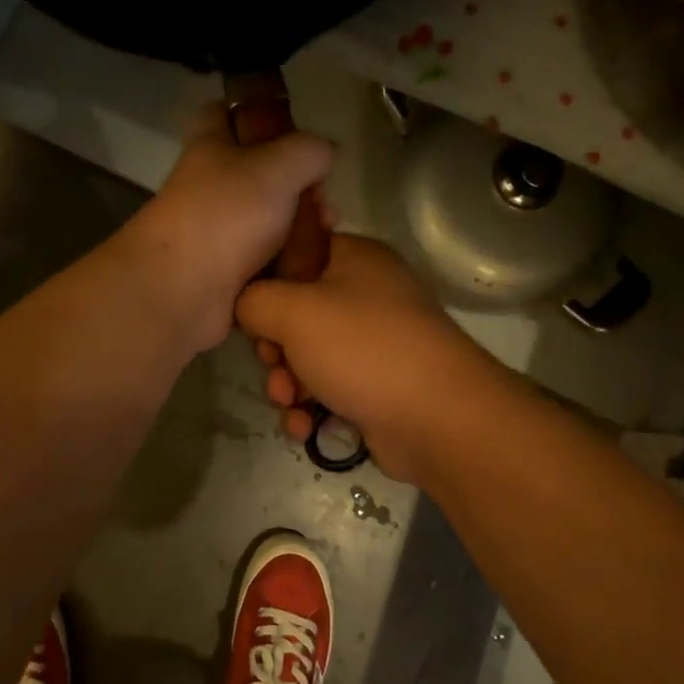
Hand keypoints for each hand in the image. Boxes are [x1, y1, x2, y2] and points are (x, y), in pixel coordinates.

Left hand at [114, 103, 333, 353]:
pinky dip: (289, 263)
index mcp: (211, 147)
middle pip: (261, 175)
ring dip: (301, 228)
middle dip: (300, 186)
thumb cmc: (227, 214)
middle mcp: (211, 187)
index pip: (227, 113)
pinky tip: (311, 265)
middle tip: (324, 202)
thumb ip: (310, 150)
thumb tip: (324, 153)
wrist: (182, 292)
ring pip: (269, 221)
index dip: (261, 114)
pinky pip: (267, 261)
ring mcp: (217, 233)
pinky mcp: (226, 274)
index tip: (296, 129)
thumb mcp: (279, 165)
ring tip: (326, 235)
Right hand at [234, 235, 496, 480]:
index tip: (248, 313)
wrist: (438, 419)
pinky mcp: (375, 386)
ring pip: (306, 358)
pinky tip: (304, 427)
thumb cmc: (363, 349)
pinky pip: (326, 390)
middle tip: (273, 364)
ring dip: (286, 384)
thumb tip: (246, 306)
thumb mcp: (293, 311)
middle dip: (273, 348)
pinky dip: (310, 408)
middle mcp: (366, 295)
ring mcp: (373, 344)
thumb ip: (254, 299)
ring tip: (289, 404)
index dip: (264, 284)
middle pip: (294, 314)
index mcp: (354, 259)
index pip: (294, 255)